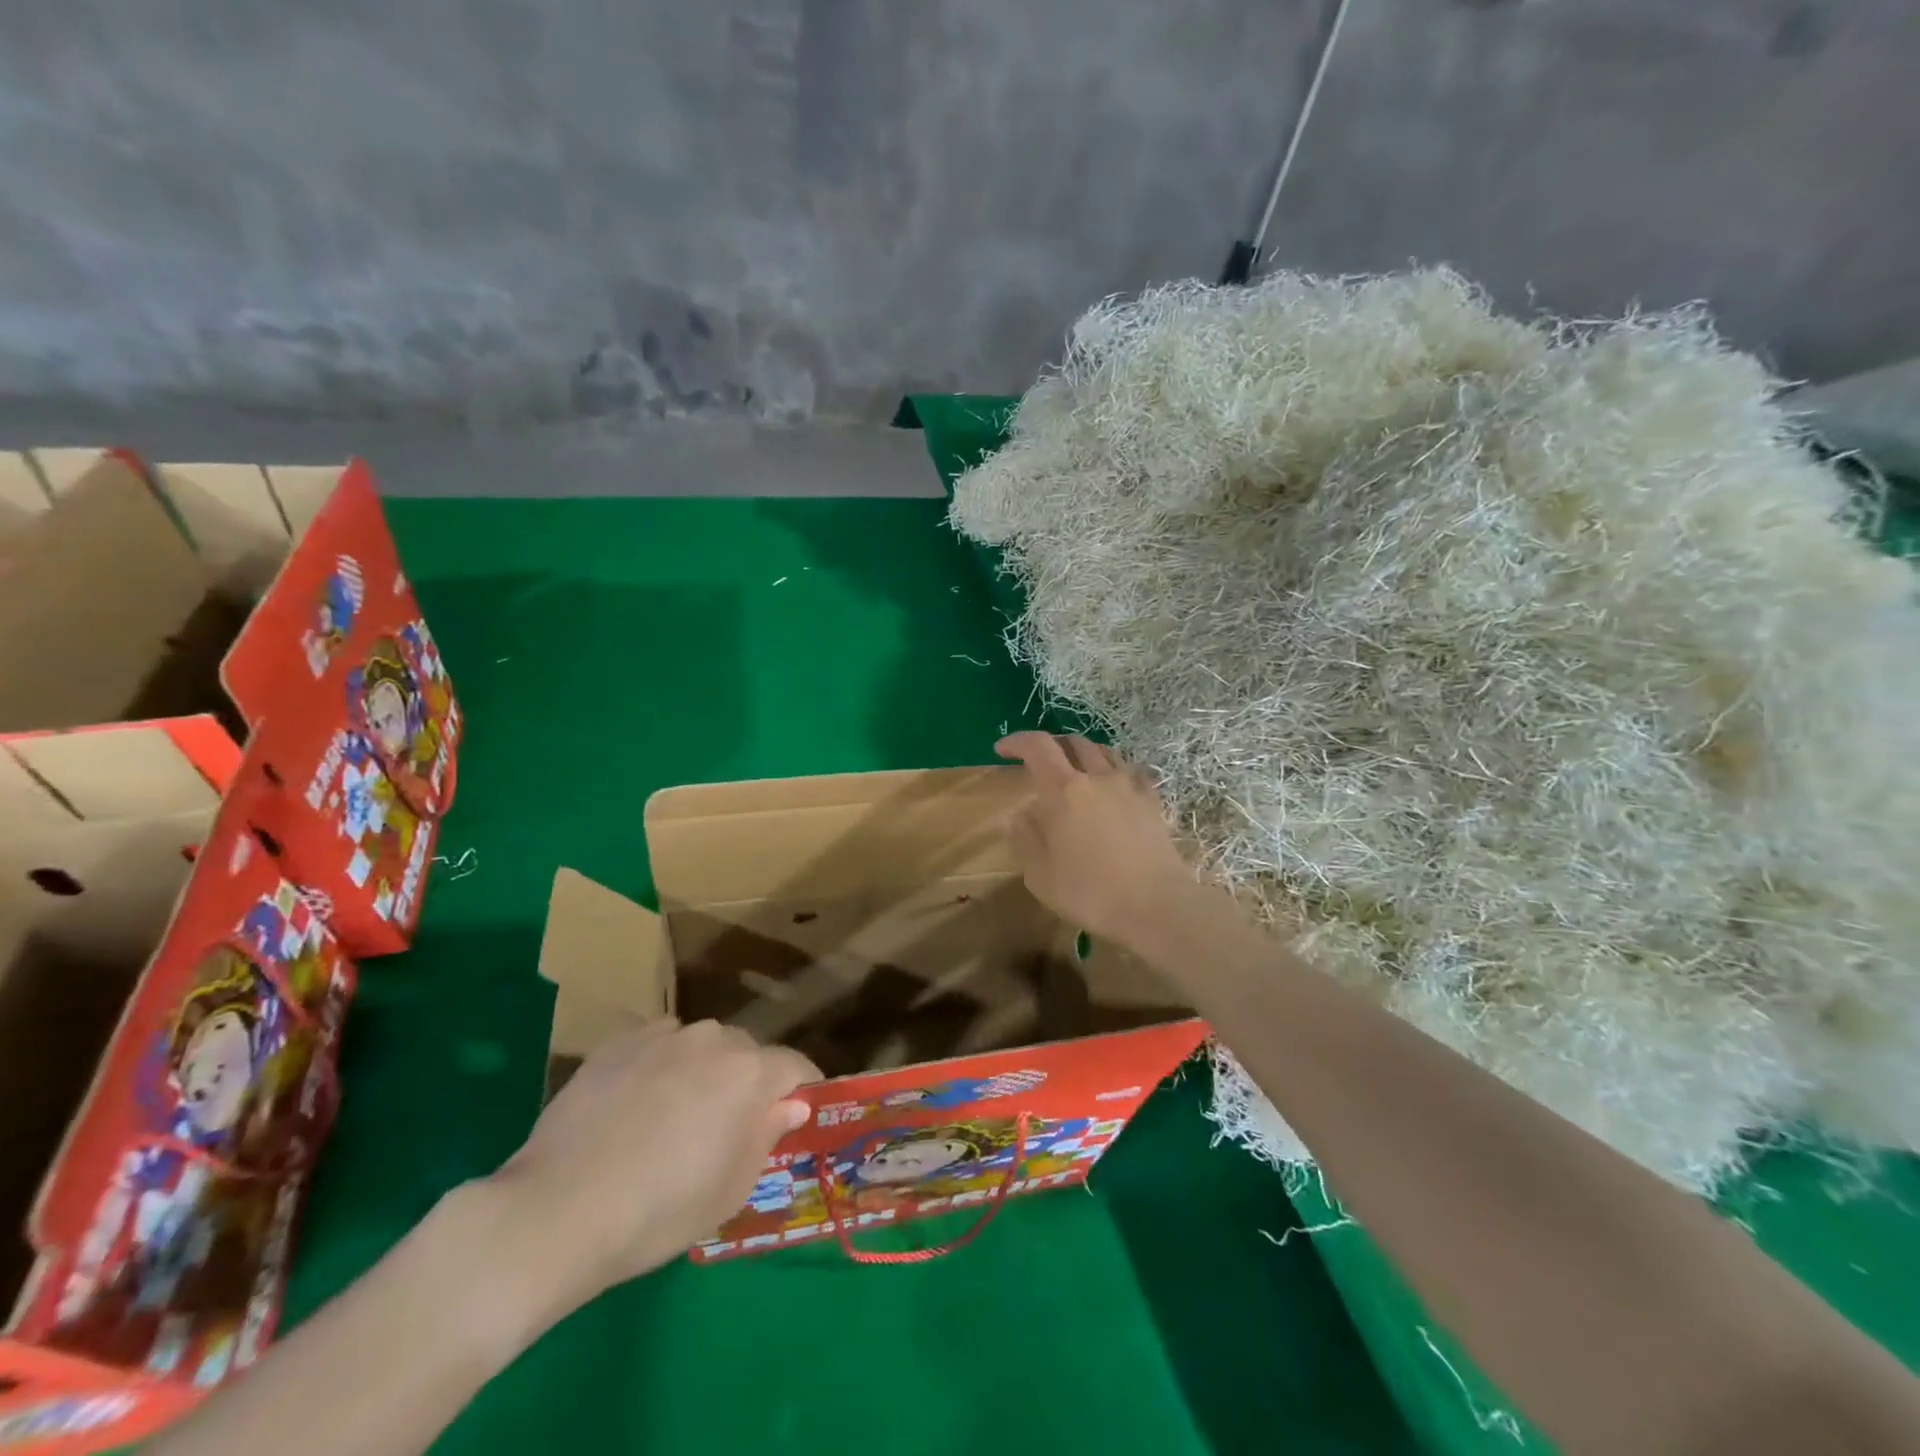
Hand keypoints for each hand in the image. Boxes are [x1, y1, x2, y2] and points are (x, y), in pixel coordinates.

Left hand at [481, 1020, 817, 1317]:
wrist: (557, 1209)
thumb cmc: (659, 1211)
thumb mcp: (730, 1190)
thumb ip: (768, 1136)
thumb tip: (791, 1104)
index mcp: (750, 1073)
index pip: (796, 1067)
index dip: (801, 1092)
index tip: (794, 1118)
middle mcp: (714, 1039)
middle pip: (748, 1053)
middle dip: (748, 1083)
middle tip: (727, 1128)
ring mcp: (664, 1035)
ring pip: (702, 1046)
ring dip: (703, 1071)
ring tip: (674, 1116)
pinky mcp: (619, 1041)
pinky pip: (659, 1045)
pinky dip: (660, 1066)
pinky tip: (634, 1105)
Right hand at [995, 732, 1195, 946]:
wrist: (1156, 906)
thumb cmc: (1090, 892)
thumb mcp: (1040, 875)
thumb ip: (1025, 839)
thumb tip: (1020, 816)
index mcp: (1063, 790)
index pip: (1037, 746)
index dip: (1017, 742)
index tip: (1002, 750)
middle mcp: (1097, 778)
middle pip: (1073, 742)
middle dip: (1052, 744)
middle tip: (1039, 761)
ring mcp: (1129, 787)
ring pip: (1105, 752)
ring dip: (1084, 753)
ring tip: (1076, 769)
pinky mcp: (1153, 802)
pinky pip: (1133, 772)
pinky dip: (1116, 770)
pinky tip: (1115, 785)